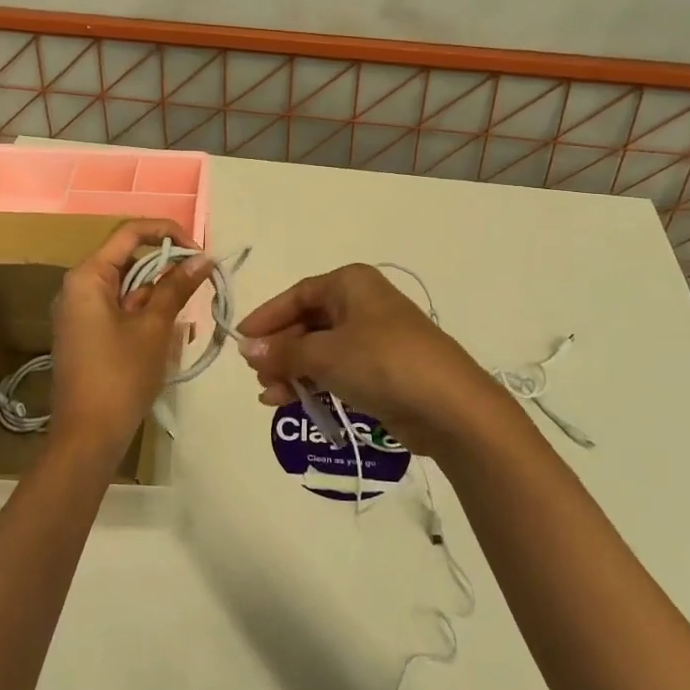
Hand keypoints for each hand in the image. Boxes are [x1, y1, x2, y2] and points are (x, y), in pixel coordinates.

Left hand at [49, 219, 212, 466]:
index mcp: (88, 277)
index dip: (168, 234)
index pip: (130, 233)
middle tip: (201, 283)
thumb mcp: (154, 328)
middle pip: (128, 259)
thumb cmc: (120, 376)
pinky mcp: (87, 334)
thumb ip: (176, 287)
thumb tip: (202, 258)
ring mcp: (80, 312)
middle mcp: (78, 287)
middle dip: (166, 268)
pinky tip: (169, 333)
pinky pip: (120, 309)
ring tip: (187, 315)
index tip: (199, 252)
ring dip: (159, 294)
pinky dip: (145, 313)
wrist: (87, 438)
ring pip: (127, 287)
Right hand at [234, 264, 500, 460]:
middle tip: (255, 371)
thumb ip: (283, 352)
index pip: (297, 294)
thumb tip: (246, 348)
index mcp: (351, 284)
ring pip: (321, 349)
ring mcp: (374, 338)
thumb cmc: (382, 362)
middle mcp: (362, 304)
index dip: (267, 316)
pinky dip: (313, 382)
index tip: (241, 340)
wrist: (449, 405)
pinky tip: (288, 401)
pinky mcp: (382, 370)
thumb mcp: (325, 354)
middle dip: (280, 348)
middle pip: (308, 322)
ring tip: (267, 394)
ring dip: (292, 369)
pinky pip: (337, 369)